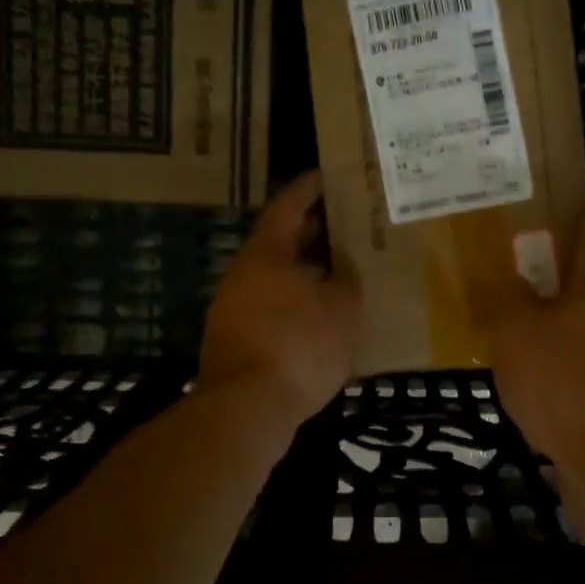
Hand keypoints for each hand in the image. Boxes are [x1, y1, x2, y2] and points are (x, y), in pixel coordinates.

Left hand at [199, 171, 359, 422]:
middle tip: (349, 223)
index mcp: (266, 253)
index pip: (288, 205)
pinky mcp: (237, 339)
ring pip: (277, 276)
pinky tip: (323, 314)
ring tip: (344, 269)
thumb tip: (343, 267)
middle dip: (314, 231)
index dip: (310, 188)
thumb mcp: (340, 307)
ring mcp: (235, 307)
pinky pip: (273, 305)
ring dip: (307, 269)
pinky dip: (298, 301)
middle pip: (281, 240)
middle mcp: (244, 273)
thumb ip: (346, 279)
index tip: (331, 175)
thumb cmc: (298, 345)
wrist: (247, 408)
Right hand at [490, 207, 584, 465]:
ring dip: (564, 298)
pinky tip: (538, 350)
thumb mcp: (515, 331)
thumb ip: (504, 296)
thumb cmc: (562, 382)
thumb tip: (502, 277)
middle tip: (520, 251)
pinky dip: (568, 335)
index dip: (570, 207)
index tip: (538, 203)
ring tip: (522, 299)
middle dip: (562, 254)